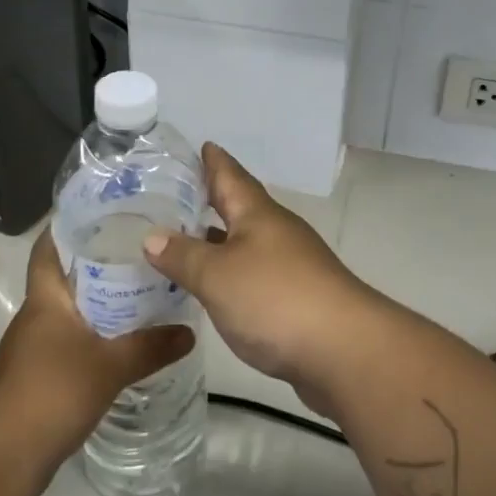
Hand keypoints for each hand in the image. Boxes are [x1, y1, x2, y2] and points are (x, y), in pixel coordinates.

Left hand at [0, 229, 194, 481]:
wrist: (0, 460)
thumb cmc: (49, 393)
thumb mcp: (109, 367)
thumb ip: (151, 347)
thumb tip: (190, 331)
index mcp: (45, 298)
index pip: (50, 247)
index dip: (70, 223)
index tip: (104, 208)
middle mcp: (37, 315)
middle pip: (67, 275)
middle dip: (99, 260)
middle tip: (142, 246)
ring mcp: (35, 347)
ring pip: (72, 309)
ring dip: (100, 298)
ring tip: (142, 287)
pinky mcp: (40, 375)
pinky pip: (73, 339)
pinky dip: (97, 331)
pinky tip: (125, 338)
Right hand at [141, 144, 383, 411]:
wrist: (344, 350)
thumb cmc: (276, 299)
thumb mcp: (217, 275)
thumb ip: (182, 256)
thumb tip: (151, 236)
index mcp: (258, 214)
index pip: (231, 175)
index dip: (214, 161)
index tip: (200, 145)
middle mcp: (276, 232)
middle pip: (240, 207)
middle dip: (212, 199)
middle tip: (176, 194)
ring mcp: (291, 265)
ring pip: (246, 242)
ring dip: (218, 240)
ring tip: (183, 240)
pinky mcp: (295, 298)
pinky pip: (253, 274)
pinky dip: (229, 273)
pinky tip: (213, 287)